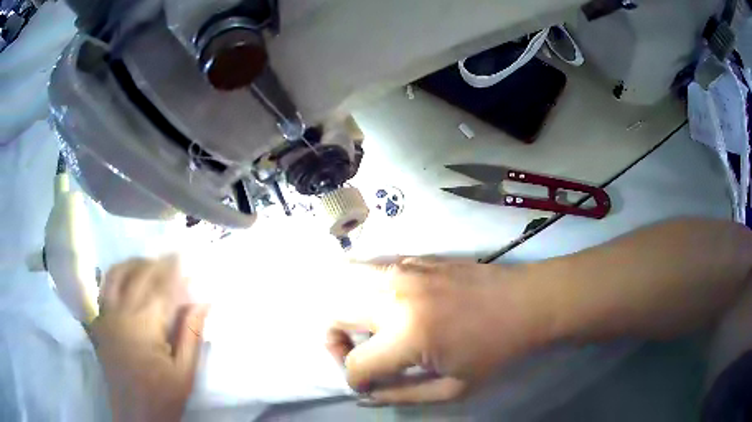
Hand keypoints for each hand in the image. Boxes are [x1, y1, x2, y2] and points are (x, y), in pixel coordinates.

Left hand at [90, 257, 208, 421]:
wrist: (134, 415)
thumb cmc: (162, 397)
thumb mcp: (184, 373)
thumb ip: (191, 335)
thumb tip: (203, 301)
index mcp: (143, 326)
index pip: (161, 287)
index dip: (175, 270)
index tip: (188, 257)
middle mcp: (120, 313)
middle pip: (138, 274)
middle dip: (158, 262)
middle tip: (174, 258)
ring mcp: (105, 316)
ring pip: (116, 274)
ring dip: (134, 263)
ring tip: (149, 263)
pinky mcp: (99, 323)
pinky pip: (103, 289)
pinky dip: (115, 277)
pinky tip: (126, 278)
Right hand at [326, 258, 553, 405]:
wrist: (527, 301)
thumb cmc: (496, 350)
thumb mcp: (453, 388)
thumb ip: (402, 393)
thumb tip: (369, 391)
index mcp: (408, 334)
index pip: (356, 364)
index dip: (358, 382)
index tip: (372, 386)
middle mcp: (396, 295)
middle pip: (334, 314)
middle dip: (336, 343)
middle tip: (360, 356)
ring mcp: (404, 270)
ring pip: (346, 284)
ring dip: (347, 313)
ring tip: (368, 331)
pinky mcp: (414, 259)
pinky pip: (372, 272)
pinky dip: (368, 293)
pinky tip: (391, 308)